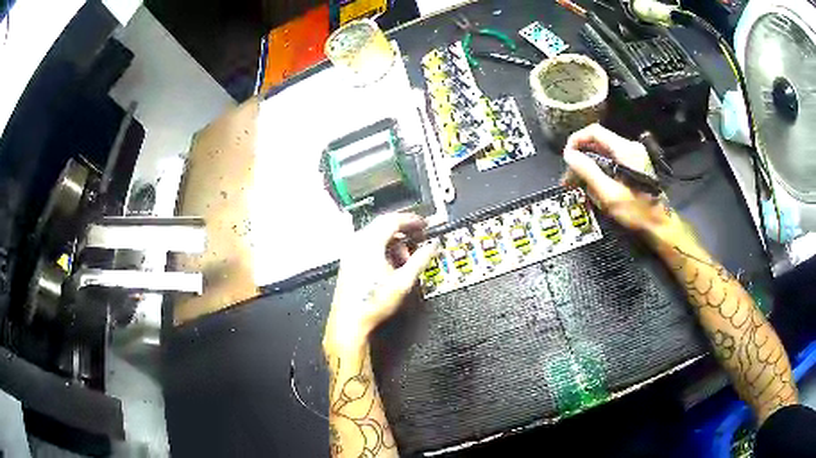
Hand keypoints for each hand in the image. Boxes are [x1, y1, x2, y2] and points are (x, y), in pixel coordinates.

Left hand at [324, 213, 438, 350]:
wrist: (350, 321)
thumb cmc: (374, 302)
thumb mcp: (403, 281)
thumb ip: (420, 260)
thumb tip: (433, 246)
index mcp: (369, 243)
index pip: (392, 220)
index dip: (411, 220)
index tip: (425, 224)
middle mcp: (357, 243)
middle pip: (383, 225)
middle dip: (404, 230)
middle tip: (420, 236)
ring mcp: (351, 252)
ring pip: (376, 236)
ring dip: (394, 241)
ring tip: (407, 258)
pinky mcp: (350, 261)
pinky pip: (369, 245)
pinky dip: (384, 248)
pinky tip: (393, 264)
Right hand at [560, 124, 669, 233]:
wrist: (661, 226)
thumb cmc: (637, 212)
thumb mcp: (609, 194)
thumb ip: (588, 171)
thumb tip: (568, 155)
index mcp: (625, 150)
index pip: (594, 131)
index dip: (576, 140)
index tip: (566, 158)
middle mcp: (630, 147)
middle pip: (598, 142)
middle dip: (581, 157)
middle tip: (568, 178)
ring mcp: (634, 156)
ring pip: (604, 153)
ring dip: (588, 166)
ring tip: (577, 185)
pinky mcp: (635, 166)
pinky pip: (612, 162)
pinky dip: (599, 170)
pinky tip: (593, 186)